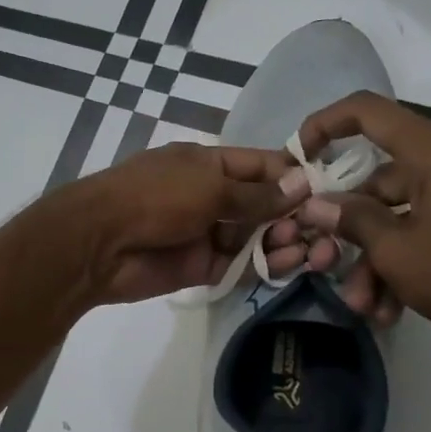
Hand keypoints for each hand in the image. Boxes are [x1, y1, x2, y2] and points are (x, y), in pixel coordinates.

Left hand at [56, 143, 309, 305]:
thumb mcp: (208, 187)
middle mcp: (211, 196)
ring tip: (311, 249)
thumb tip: (302, 184)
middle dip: (293, 214)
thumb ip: (255, 194)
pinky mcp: (202, 267)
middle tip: (323, 227)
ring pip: (256, 237)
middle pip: (264, 204)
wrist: (100, 243)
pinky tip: (288, 264)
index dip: (294, 175)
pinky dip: (264, 265)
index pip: (262, 166)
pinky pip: (241, 265)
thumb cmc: (155, 198)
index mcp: (209, 164)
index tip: (331, 189)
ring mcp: (207, 233)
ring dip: (284, 241)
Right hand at [281, 93, 430, 355]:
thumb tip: (313, 205)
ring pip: (397, 214)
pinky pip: (422, 231)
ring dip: (372, 259)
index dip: (325, 124)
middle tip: (323, 258)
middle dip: (348, 227)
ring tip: (362, 304)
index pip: (368, 112)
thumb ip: (351, 219)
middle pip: (378, 178)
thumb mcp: (395, 249)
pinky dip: (400, 263)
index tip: (297, 156)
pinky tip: (387, 308)